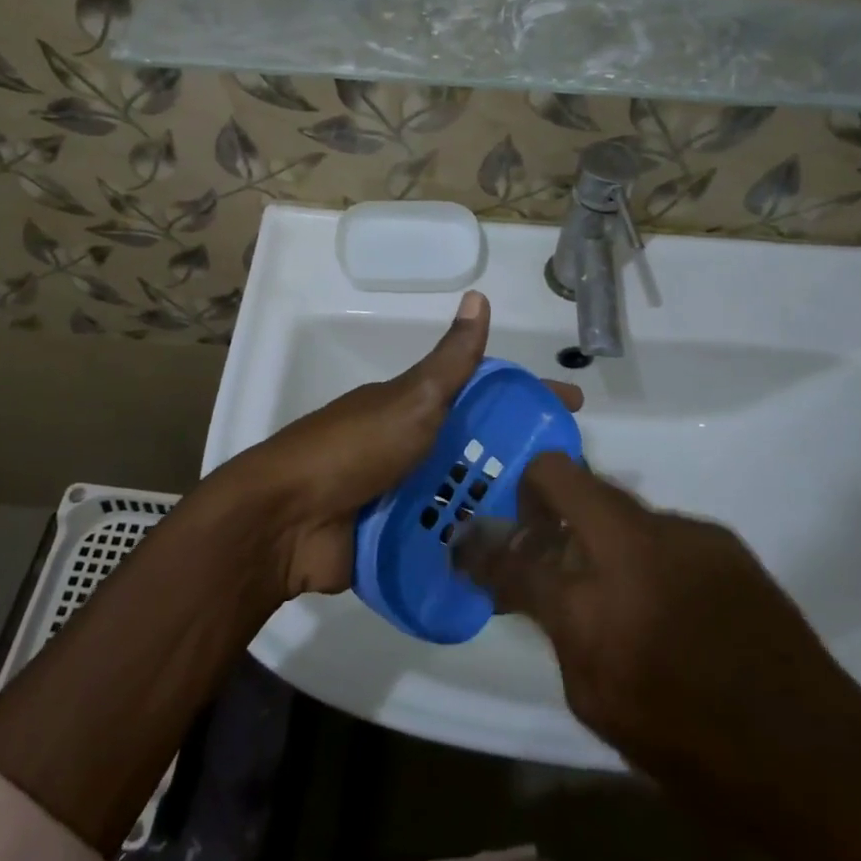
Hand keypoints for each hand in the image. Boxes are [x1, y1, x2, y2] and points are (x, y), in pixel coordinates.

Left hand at [222, 291, 580, 597]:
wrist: (288, 519)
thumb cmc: (355, 448)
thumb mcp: (411, 398)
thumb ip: (450, 360)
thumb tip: (478, 296)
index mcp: (416, 407)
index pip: (483, 394)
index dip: (526, 396)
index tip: (572, 408)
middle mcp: (412, 447)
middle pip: (477, 449)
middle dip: (521, 461)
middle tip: (572, 484)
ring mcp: (402, 495)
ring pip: (464, 496)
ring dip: (501, 509)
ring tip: (555, 531)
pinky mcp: (394, 539)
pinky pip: (443, 541)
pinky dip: (472, 548)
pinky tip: (513, 564)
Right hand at [458, 454, 860, 860]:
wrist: (811, 751)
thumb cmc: (690, 746)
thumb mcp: (596, 701)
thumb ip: (556, 628)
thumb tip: (529, 583)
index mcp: (592, 605)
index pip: (512, 555)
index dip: (482, 548)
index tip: (469, 543)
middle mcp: (631, 547)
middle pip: (561, 475)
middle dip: (534, 489)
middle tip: (533, 525)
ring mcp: (680, 531)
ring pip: (613, 501)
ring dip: (595, 527)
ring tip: (610, 576)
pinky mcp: (718, 535)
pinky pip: (658, 527)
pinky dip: (641, 548)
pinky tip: (664, 592)